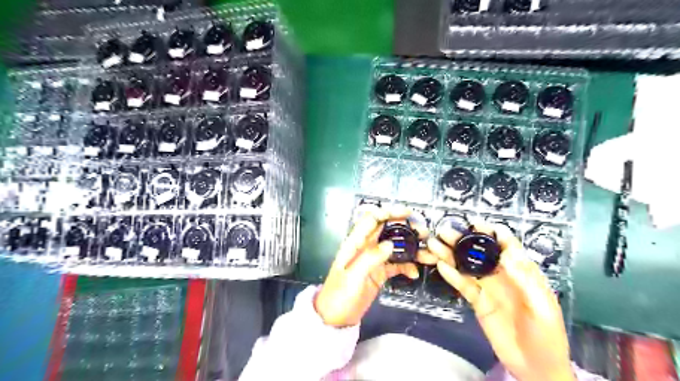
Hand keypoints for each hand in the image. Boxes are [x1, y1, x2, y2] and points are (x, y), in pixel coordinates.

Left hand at [315, 207, 429, 327]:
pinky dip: (406, 266)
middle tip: (423, 233)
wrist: (335, 318)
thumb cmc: (339, 295)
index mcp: (355, 243)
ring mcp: (374, 260)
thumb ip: (371, 258)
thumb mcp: (353, 276)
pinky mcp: (379, 273)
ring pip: (394, 247)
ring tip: (426, 252)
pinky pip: (395, 265)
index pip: (372, 220)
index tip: (408, 213)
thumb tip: (391, 244)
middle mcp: (366, 248)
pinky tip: (414, 273)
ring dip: (410, 248)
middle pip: (386, 231)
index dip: (388, 213)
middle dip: (405, 228)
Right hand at [427, 223, 574, 380]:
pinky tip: (441, 266)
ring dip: (451, 255)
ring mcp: (488, 288)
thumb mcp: (542, 308)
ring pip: (467, 266)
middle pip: (481, 253)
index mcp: (522, 272)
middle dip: (463, 240)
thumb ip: (525, 280)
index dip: (492, 233)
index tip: (475, 223)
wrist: (536, 367)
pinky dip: (452, 275)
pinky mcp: (478, 301)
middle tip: (444, 231)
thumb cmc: (547, 336)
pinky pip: (463, 285)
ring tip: (434, 244)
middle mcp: (502, 275)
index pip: (506, 246)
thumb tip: (507, 253)